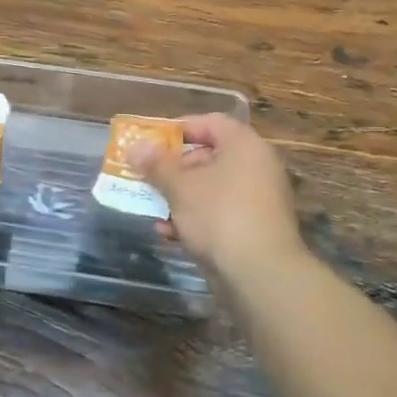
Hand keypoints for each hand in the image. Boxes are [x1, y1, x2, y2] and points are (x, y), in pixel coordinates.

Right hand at [129, 114, 303, 279]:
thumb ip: (156, 165)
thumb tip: (136, 147)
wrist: (260, 273)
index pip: (210, 123)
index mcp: (244, 146)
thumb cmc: (219, 215)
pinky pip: (220, 214)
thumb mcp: (180, 187)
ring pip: (211, 188)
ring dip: (180, 196)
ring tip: (153, 207)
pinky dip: (195, 219)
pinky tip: (169, 234)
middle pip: (209, 156)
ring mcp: (258, 200)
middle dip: (174, 168)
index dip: (178, 128)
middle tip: (148, 176)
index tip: (151, 142)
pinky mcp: (254, 228)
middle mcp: (256, 167)